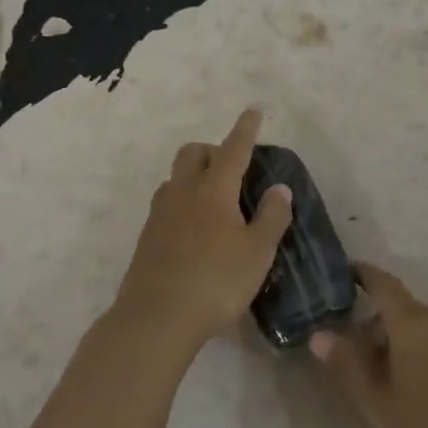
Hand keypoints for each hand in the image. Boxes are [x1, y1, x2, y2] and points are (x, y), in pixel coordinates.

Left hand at [112, 108, 293, 352]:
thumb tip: (279, 188)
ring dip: (195, 175)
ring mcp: (160, 213)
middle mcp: (183, 192)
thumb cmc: (215, 282)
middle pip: (193, 153)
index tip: (253, 110)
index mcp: (213, 190)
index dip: (245, 129)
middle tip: (233, 169)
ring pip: (176, 177)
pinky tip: (195, 229)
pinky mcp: (147, 236)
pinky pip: (167, 202)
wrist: (156, 318)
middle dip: (213, 150)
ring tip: (215, 201)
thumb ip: (271, 217)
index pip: (233, 149)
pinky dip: (183, 201)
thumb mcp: (256, 253)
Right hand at [310, 264, 427, 427]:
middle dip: (377, 322)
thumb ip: (347, 366)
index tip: (344, 272)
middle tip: (352, 350)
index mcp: (414, 324)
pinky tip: (418, 392)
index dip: (363, 275)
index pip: (384, 284)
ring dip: (401, 343)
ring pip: (425, 330)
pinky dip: (424, 357)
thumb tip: (320, 333)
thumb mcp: (377, 406)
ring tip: (382, 377)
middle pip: (404, 310)